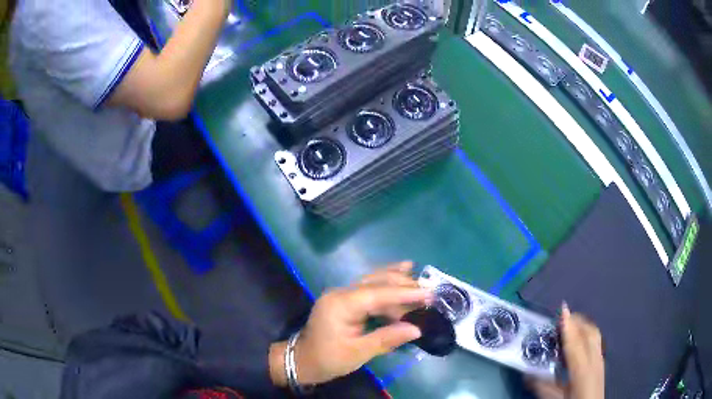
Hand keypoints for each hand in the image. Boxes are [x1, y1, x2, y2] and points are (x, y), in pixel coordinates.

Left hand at [269, 262, 432, 385]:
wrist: (302, 361)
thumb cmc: (328, 359)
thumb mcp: (357, 353)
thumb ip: (387, 339)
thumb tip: (417, 329)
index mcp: (341, 304)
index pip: (377, 293)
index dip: (404, 293)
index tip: (428, 293)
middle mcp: (341, 293)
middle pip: (375, 282)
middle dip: (403, 284)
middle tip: (429, 289)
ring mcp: (341, 295)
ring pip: (372, 281)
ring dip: (396, 281)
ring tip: (418, 279)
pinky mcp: (345, 301)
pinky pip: (368, 289)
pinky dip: (385, 286)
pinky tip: (398, 276)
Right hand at [528, 304, 604, 398]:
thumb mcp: (555, 398)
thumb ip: (542, 386)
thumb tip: (526, 374)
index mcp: (582, 370)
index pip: (575, 343)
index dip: (569, 326)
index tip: (563, 310)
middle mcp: (594, 360)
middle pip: (588, 333)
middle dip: (577, 320)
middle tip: (563, 315)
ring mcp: (600, 359)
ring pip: (595, 333)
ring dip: (583, 324)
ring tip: (572, 322)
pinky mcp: (602, 361)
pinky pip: (597, 339)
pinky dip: (588, 331)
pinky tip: (581, 335)